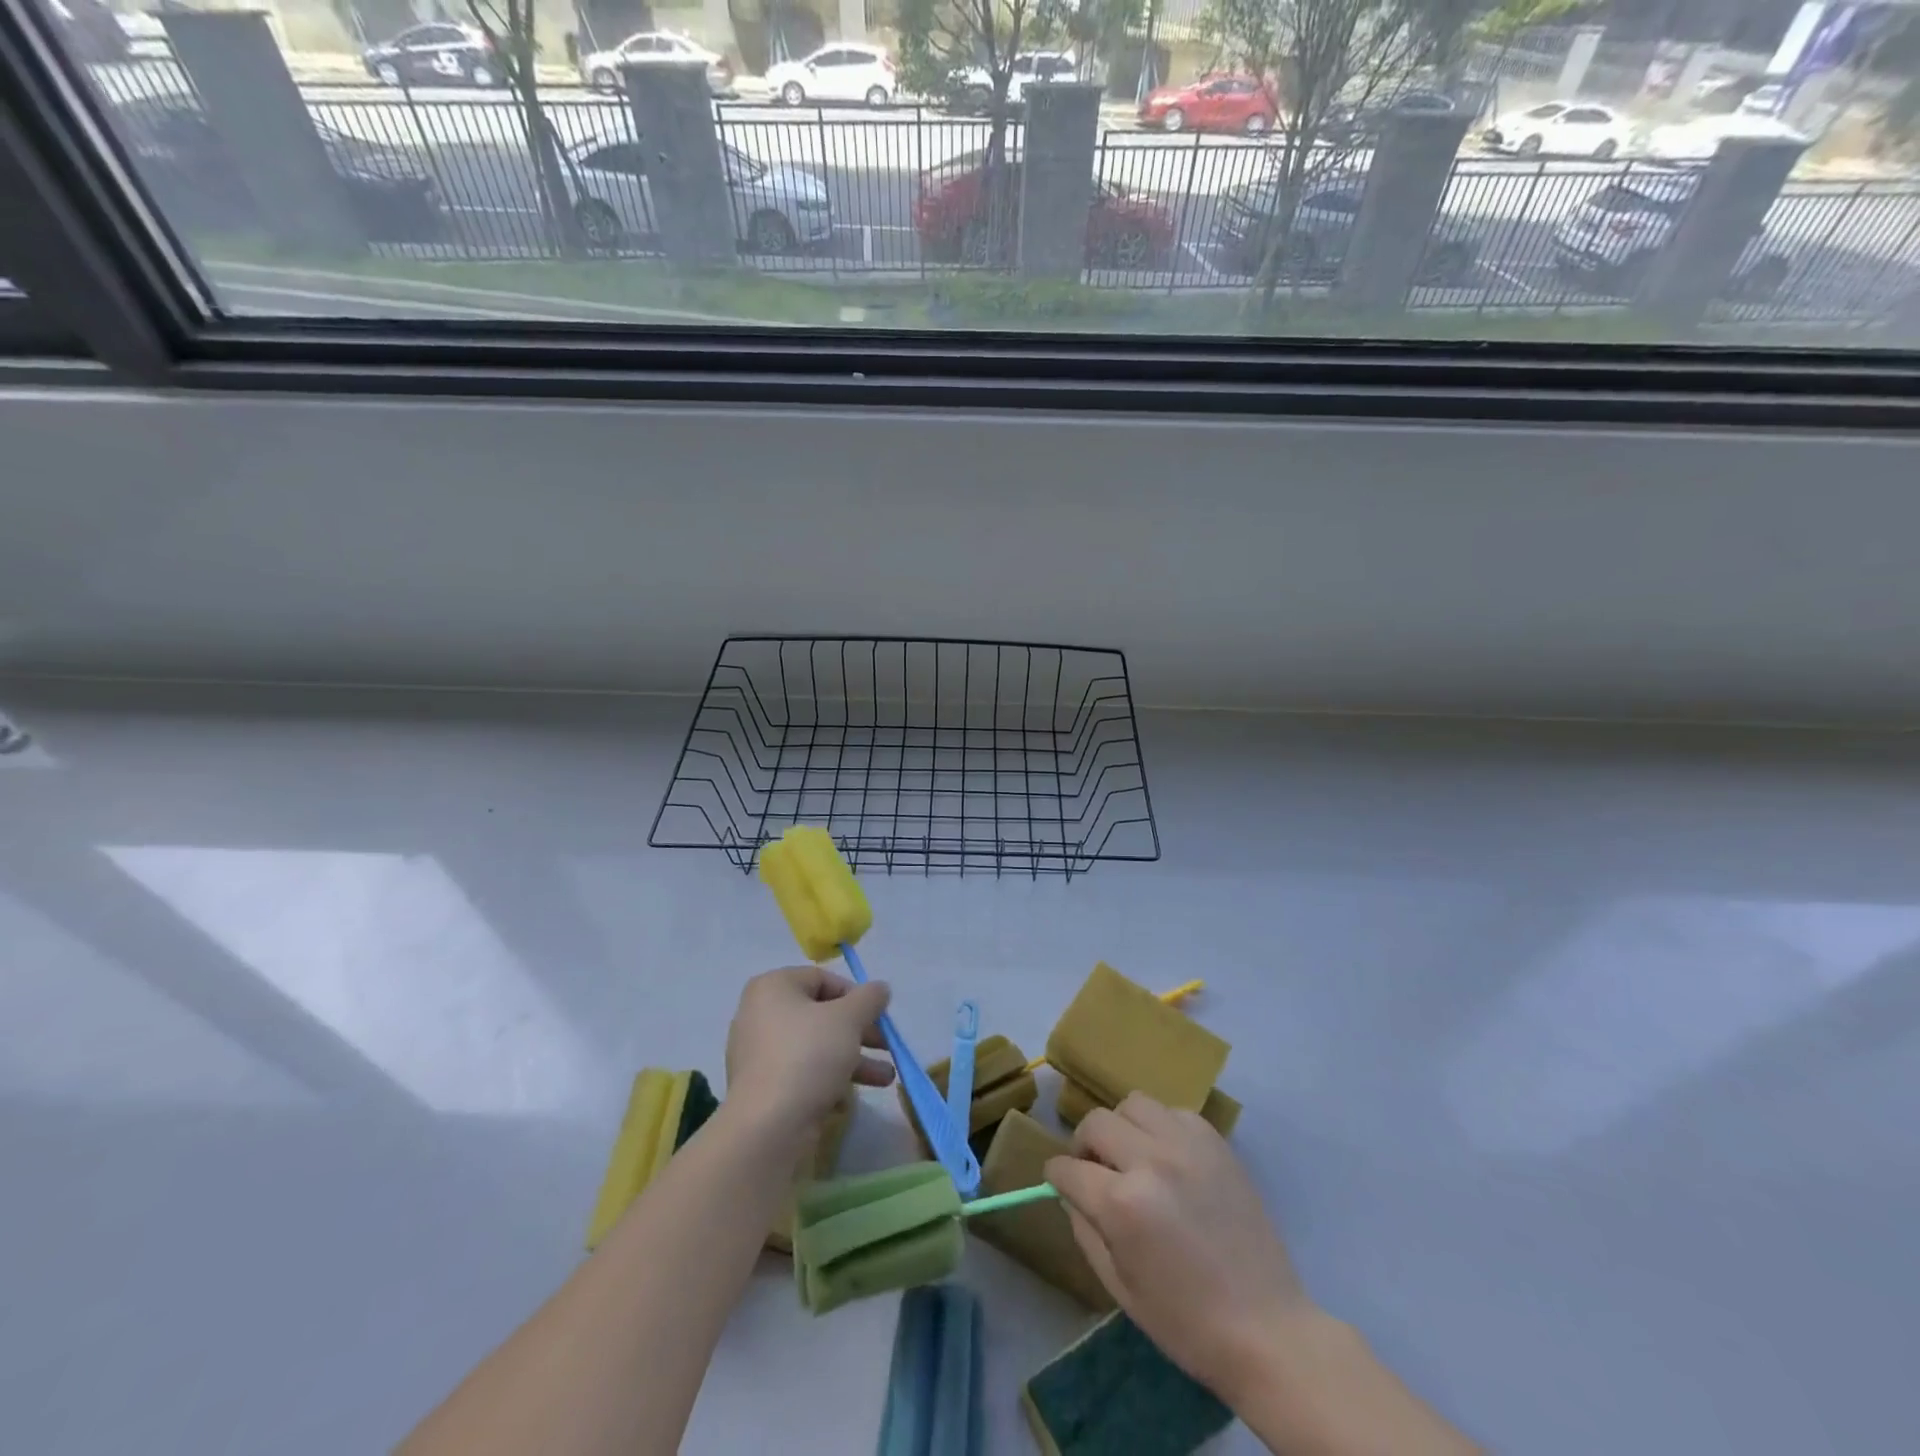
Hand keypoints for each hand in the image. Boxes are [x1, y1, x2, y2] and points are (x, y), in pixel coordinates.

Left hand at [724, 966, 894, 1134]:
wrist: (767, 1127)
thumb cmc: (808, 1056)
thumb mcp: (848, 1019)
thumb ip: (869, 998)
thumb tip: (880, 988)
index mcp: (773, 988)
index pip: (822, 979)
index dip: (856, 995)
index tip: (878, 1016)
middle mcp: (760, 1015)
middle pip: (821, 1016)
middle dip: (860, 1032)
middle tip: (887, 1046)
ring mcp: (758, 1054)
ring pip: (815, 1048)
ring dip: (853, 1060)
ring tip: (885, 1079)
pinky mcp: (763, 1089)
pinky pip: (802, 1075)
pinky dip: (827, 1082)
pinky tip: (846, 1101)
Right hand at [1045, 1093, 1314, 1400]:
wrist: (1267, 1329)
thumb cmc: (1186, 1322)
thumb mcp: (1119, 1287)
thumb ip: (1084, 1228)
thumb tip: (1070, 1191)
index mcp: (1122, 1203)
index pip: (1068, 1168)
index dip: (1057, 1176)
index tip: (1060, 1182)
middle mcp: (1151, 1160)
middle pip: (1095, 1122)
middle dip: (1083, 1145)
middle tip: (1093, 1170)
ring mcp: (1187, 1145)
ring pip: (1133, 1104)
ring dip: (1121, 1127)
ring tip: (1131, 1156)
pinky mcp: (1215, 1142)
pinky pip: (1172, 1112)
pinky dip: (1160, 1128)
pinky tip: (1168, 1158)